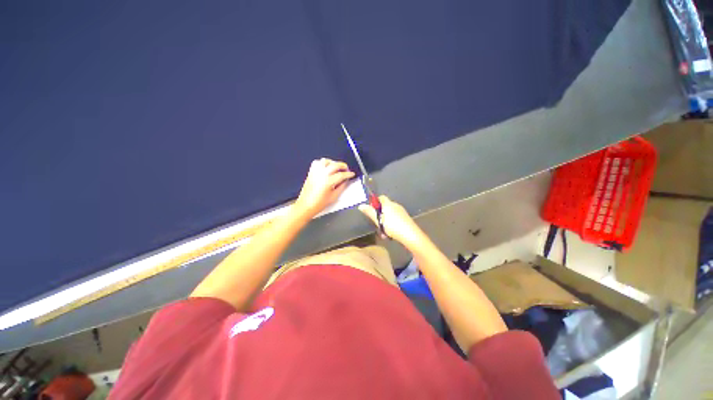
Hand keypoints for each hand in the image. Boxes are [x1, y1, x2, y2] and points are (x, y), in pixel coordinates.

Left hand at [294, 158, 354, 218]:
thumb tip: (345, 181)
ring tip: (337, 167)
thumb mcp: (334, 197)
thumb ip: (341, 187)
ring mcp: (315, 173)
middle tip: (347, 169)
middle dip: (343, 166)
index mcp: (328, 181)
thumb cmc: (317, 204)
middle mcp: (321, 175)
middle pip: (335, 165)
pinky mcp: (311, 173)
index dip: (348, 174)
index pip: (342, 174)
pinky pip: (317, 163)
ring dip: (333, 163)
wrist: (306, 206)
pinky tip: (327, 167)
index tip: (351, 174)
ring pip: (326, 161)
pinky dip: (323, 163)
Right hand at [358, 196, 424, 246]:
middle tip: (377, 224)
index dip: (375, 202)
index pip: (380, 198)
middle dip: (380, 215)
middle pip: (385, 207)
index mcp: (388, 204)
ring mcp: (402, 211)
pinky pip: (396, 219)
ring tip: (383, 232)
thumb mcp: (378, 220)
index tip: (372, 210)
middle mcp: (395, 205)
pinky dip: (392, 224)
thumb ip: (369, 212)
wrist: (410, 235)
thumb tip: (361, 205)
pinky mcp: (406, 218)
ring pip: (390, 214)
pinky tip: (391, 234)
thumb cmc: (392, 226)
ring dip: (385, 222)